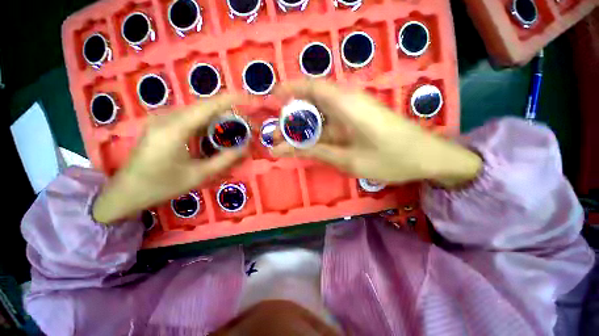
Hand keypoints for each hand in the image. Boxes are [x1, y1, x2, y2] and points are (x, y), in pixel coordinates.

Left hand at [93, 95, 246, 223]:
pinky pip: (192, 118)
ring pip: (200, 111)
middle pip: (206, 107)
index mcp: (175, 129)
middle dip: (231, 113)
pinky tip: (218, 133)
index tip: (251, 98)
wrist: (126, 192)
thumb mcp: (198, 175)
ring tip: (238, 130)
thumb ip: (225, 159)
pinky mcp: (163, 125)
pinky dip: (210, 123)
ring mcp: (163, 119)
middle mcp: (168, 118)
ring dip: (221, 118)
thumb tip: (245, 147)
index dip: (232, 99)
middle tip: (249, 126)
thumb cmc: (161, 186)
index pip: (209, 106)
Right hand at [271, 81, 481, 187]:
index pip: (313, 87)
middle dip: (292, 118)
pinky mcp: (357, 122)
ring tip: (285, 144)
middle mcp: (348, 103)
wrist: (428, 159)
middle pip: (312, 103)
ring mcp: (353, 113)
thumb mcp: (350, 160)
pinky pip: (331, 125)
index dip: (290, 89)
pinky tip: (306, 146)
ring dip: (302, 130)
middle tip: (276, 136)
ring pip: (320, 117)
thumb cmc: (392, 159)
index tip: (272, 99)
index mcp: (347, 105)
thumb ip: (318, 152)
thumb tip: (287, 149)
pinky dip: (316, 135)